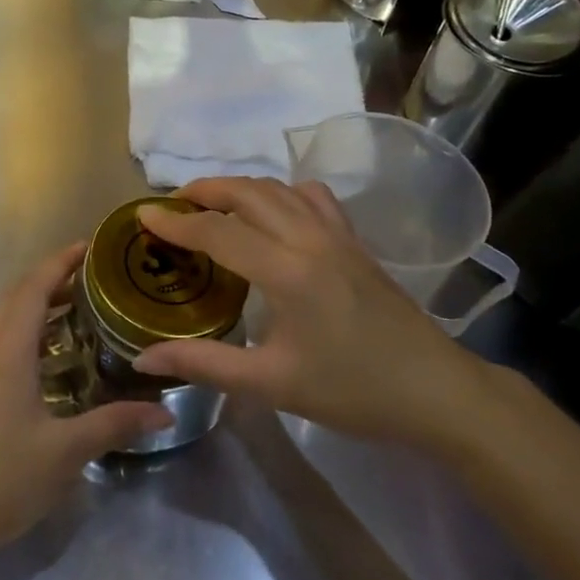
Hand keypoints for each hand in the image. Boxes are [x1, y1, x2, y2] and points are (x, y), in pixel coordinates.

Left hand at [0, 242, 172, 564]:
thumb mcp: (63, 453)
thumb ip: (113, 425)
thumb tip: (165, 411)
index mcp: (6, 352)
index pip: (33, 288)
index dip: (61, 262)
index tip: (91, 246)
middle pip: (17, 299)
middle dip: (52, 280)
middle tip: (94, 279)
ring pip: (6, 324)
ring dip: (38, 308)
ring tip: (79, 312)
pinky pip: (0, 347)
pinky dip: (27, 336)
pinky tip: (50, 364)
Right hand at [129, 178, 493, 447]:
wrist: (436, 392)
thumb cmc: (352, 391)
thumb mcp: (272, 383)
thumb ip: (204, 364)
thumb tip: (144, 360)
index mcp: (286, 271)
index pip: (217, 232)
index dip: (176, 222)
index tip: (143, 214)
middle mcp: (309, 239)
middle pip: (247, 192)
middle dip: (204, 190)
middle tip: (174, 206)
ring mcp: (337, 234)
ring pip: (278, 188)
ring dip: (239, 187)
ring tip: (213, 204)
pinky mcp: (355, 240)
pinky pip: (311, 197)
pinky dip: (281, 193)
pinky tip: (273, 214)